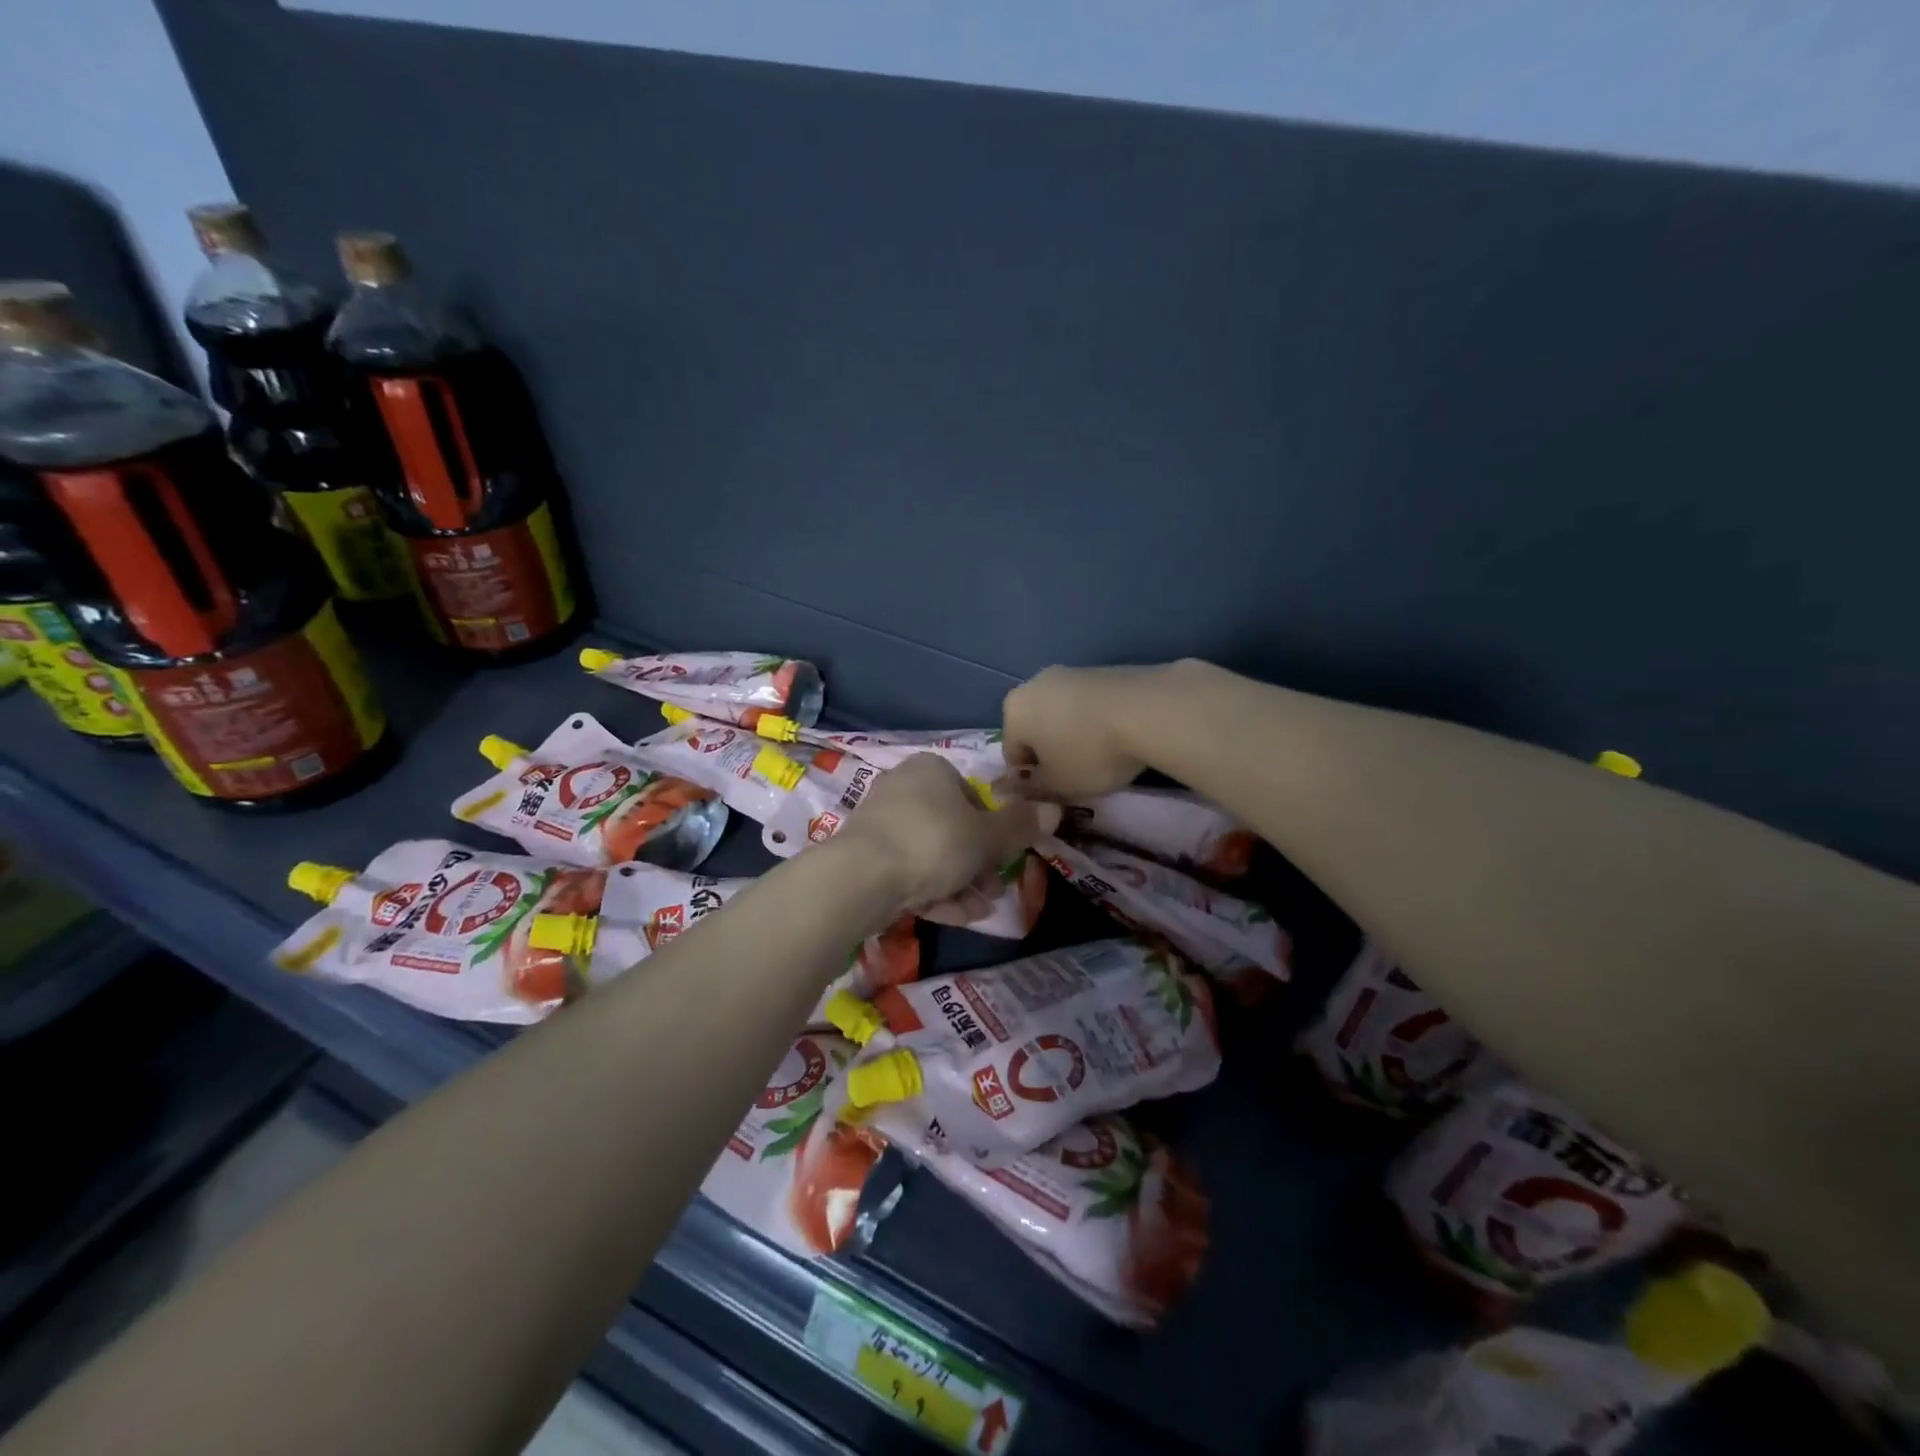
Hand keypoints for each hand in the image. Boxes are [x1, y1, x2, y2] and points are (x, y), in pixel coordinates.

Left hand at [841, 754, 1054, 908]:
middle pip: (954, 828)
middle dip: (980, 865)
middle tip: (995, 892)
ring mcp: (881, 824)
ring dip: (962, 884)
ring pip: (933, 855)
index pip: (974, 796)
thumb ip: (1020, 826)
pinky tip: (957, 917)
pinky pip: (909, 872)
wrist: (860, 878)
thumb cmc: (933, 843)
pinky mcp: (866, 858)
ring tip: (982, 911)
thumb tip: (1054, 810)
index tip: (1007, 859)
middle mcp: (903, 789)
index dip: (995, 830)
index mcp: (931, 770)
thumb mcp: (987, 837)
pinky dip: (934, 892)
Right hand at [1001, 664, 1163, 798]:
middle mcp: (1033, 684)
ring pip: (1061, 714)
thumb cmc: (1090, 752)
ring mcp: (1069, 672)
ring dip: (1072, 735)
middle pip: (1034, 728)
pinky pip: (1087, 705)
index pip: (1012, 754)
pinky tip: (1116, 737)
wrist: (1147, 710)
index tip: (1052, 793)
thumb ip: (1035, 788)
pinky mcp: (1101, 670)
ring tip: (1099, 757)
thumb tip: (1025, 786)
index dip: (1030, 780)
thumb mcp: (1058, 785)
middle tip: (1074, 776)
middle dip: (1049, 752)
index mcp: (1013, 711)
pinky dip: (1094, 721)